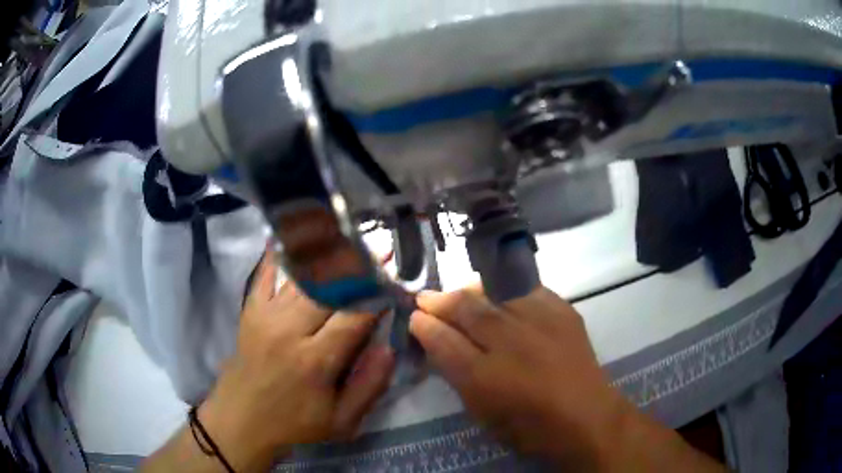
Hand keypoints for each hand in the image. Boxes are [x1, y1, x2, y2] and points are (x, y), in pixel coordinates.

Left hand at [199, 251, 394, 470]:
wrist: (241, 421)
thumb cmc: (294, 425)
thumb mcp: (342, 422)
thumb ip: (369, 387)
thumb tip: (390, 348)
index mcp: (316, 360)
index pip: (355, 316)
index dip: (379, 296)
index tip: (396, 281)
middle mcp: (290, 330)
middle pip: (330, 288)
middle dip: (359, 267)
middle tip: (381, 248)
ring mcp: (266, 316)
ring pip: (301, 276)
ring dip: (327, 254)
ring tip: (349, 236)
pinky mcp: (250, 312)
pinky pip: (263, 275)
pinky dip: (277, 254)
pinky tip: (290, 233)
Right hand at [410, 287, 721, 471]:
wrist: (586, 416)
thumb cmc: (529, 426)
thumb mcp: (483, 413)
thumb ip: (457, 376)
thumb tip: (439, 345)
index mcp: (484, 377)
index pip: (441, 340)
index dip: (423, 325)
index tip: (414, 317)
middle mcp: (509, 341)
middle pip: (465, 308)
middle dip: (439, 300)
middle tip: (426, 298)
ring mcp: (539, 321)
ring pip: (493, 290)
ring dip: (469, 289)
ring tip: (458, 292)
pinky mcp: (562, 311)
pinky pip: (525, 288)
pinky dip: (504, 288)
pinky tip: (498, 293)